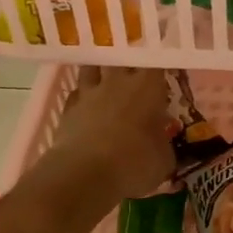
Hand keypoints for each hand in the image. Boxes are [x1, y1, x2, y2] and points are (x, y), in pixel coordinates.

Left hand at [41, 67, 175, 203]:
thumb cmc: (135, 163)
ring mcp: (90, 93)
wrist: (85, 174)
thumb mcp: (164, 160)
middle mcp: (118, 82)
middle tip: (136, 76)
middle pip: (122, 58)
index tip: (164, 76)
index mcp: (148, 88)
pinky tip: (86, 106)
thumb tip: (162, 144)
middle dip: (129, 65)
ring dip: (99, 72)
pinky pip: (76, 94)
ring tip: (106, 81)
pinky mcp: (68, 109)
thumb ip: (164, 145)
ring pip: (92, 69)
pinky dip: (82, 97)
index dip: (160, 68)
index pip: (157, 65)